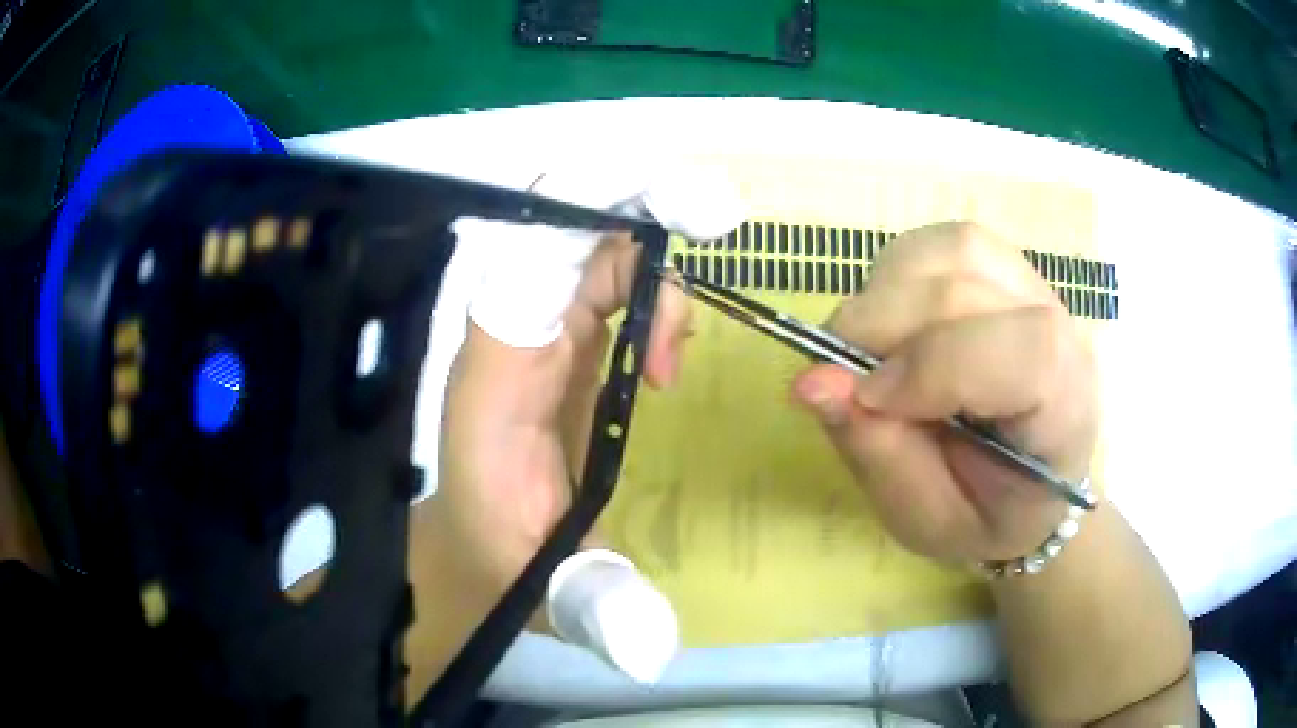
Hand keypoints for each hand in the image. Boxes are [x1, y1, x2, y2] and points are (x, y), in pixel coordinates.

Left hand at [434, 233, 690, 624]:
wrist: (475, 549)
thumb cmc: (502, 563)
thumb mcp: (551, 592)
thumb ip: (599, 607)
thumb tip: (655, 650)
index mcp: (493, 379)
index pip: (527, 263)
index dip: (591, 216)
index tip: (680, 213)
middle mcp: (507, 336)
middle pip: (562, 228)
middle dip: (637, 201)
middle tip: (714, 215)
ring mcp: (531, 331)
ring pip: (590, 246)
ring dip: (652, 266)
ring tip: (673, 357)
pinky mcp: (557, 339)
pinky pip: (603, 279)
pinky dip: (648, 291)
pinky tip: (664, 354)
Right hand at [792, 222, 1098, 562]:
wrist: (1028, 484)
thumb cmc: (984, 515)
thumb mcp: (926, 519)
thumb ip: (877, 452)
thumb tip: (811, 381)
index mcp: (1064, 413)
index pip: (1028, 352)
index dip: (939, 364)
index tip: (867, 399)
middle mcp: (1063, 333)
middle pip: (970, 287)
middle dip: (884, 324)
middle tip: (838, 376)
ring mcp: (1036, 290)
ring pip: (955, 249)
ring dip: (889, 292)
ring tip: (869, 349)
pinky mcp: (1005, 268)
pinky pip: (945, 244)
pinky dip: (900, 274)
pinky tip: (893, 320)